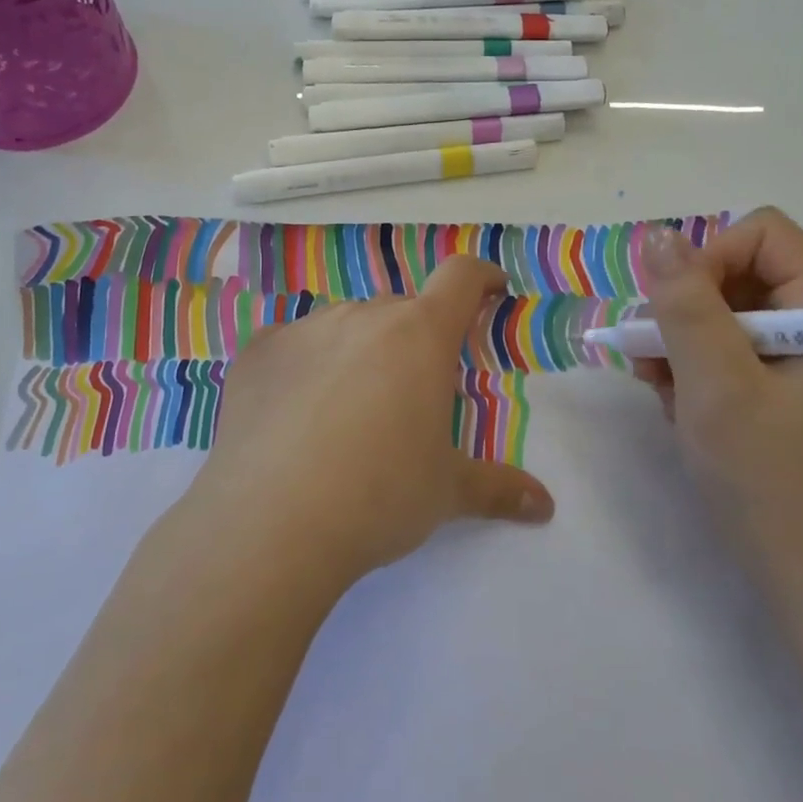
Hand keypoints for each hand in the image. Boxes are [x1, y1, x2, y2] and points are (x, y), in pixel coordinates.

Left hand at [187, 256, 554, 588]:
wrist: (270, 523)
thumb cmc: (377, 497)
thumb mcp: (446, 492)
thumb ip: (498, 489)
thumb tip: (545, 506)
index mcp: (419, 335)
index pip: (460, 278)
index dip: (480, 278)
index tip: (490, 291)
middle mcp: (362, 316)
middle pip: (400, 309)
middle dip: (415, 336)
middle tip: (412, 389)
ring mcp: (304, 329)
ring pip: (345, 324)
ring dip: (359, 349)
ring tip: (348, 408)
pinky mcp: (257, 352)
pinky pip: (292, 343)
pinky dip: (304, 364)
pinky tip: (293, 412)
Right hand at [634, 208, 802, 587]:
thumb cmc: (766, 479)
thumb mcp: (716, 385)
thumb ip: (686, 306)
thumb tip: (659, 236)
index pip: (762, 235)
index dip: (709, 258)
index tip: (676, 311)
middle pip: (737, 272)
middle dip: (685, 307)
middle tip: (652, 355)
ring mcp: (800, 359)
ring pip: (722, 312)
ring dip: (679, 341)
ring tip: (657, 385)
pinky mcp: (779, 388)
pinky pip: (724, 350)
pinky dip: (690, 368)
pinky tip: (674, 403)